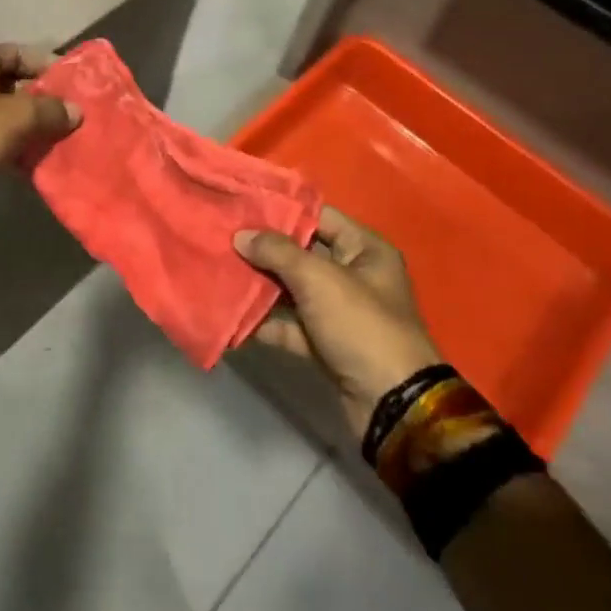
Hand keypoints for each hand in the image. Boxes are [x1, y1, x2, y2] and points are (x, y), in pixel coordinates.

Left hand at [0, 44, 80, 210]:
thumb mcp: (14, 117)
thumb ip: (49, 110)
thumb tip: (76, 110)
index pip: (19, 53)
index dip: (48, 65)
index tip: (77, 85)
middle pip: (15, 84)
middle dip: (45, 100)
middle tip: (76, 114)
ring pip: (8, 114)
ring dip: (34, 126)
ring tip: (65, 138)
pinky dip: (19, 146)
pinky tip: (41, 159)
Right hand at [236, 207, 441, 438]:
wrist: (392, 404)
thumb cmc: (361, 325)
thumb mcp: (318, 279)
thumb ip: (277, 252)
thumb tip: (241, 236)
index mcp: (365, 249)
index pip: (318, 217)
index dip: (281, 211)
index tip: (241, 206)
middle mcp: (354, 274)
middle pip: (301, 253)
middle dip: (263, 249)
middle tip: (222, 237)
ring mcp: (339, 311)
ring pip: (292, 289)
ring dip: (259, 284)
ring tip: (219, 271)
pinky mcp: (326, 343)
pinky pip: (290, 323)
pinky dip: (264, 321)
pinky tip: (230, 315)